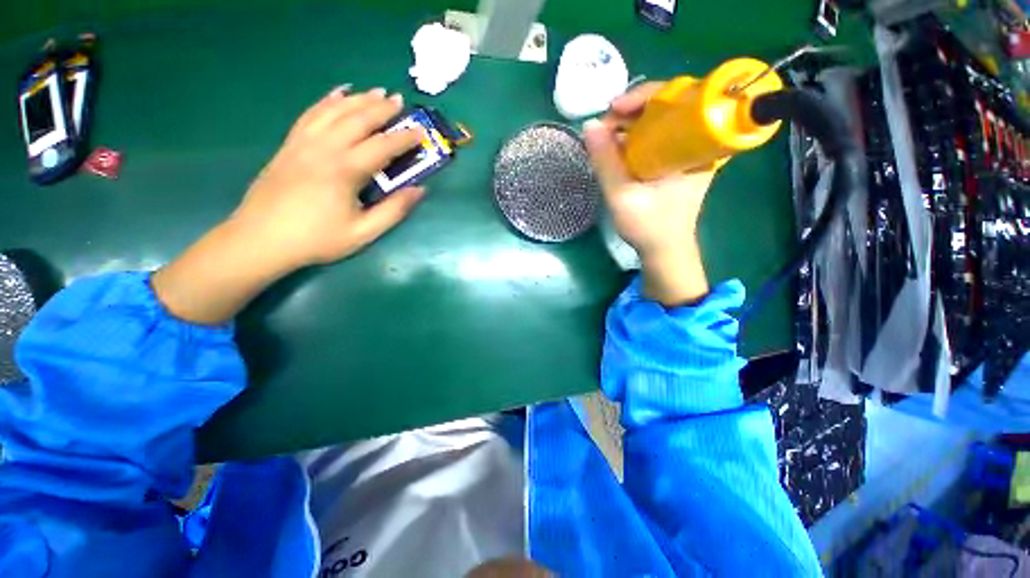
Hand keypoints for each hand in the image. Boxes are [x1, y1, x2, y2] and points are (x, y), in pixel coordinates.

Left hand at [153, 87, 425, 324]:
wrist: (261, 240)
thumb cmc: (317, 239)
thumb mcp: (363, 232)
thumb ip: (393, 210)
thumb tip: (418, 190)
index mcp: (345, 171)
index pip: (382, 146)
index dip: (403, 138)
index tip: (420, 132)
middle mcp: (324, 149)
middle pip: (357, 119)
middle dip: (381, 108)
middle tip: (399, 101)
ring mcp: (303, 143)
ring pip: (333, 111)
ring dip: (357, 99)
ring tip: (375, 92)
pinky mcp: (289, 145)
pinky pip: (310, 115)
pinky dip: (326, 101)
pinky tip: (337, 94)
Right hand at [584, 82, 715, 305]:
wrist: (664, 250)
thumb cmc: (649, 227)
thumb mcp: (622, 196)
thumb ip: (605, 162)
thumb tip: (588, 126)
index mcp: (697, 146)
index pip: (680, 98)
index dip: (646, 95)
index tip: (614, 109)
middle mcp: (698, 142)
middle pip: (669, 106)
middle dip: (633, 110)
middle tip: (604, 126)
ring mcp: (687, 152)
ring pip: (660, 122)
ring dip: (630, 125)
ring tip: (604, 138)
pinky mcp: (676, 161)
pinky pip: (657, 138)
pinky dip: (634, 138)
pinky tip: (616, 149)